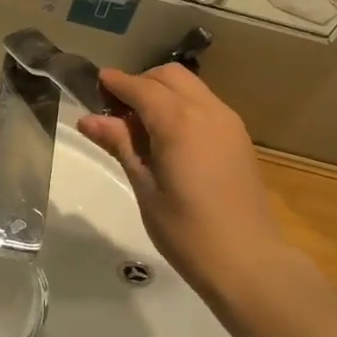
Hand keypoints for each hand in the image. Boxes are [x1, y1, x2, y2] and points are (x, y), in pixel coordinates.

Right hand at [77, 65, 288, 303]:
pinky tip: (169, 137)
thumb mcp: (145, 188)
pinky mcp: (239, 137)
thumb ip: (121, 145)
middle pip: (169, 76)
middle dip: (141, 83)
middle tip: (116, 110)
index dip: (116, 83)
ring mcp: (228, 121)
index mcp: (178, 122)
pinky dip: (182, 106)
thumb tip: (89, 119)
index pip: (141, 88)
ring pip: (191, 87)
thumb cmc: (186, 231)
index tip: (95, 84)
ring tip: (140, 126)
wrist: (247, 260)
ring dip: (163, 92)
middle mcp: (206, 110)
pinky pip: (205, 104)